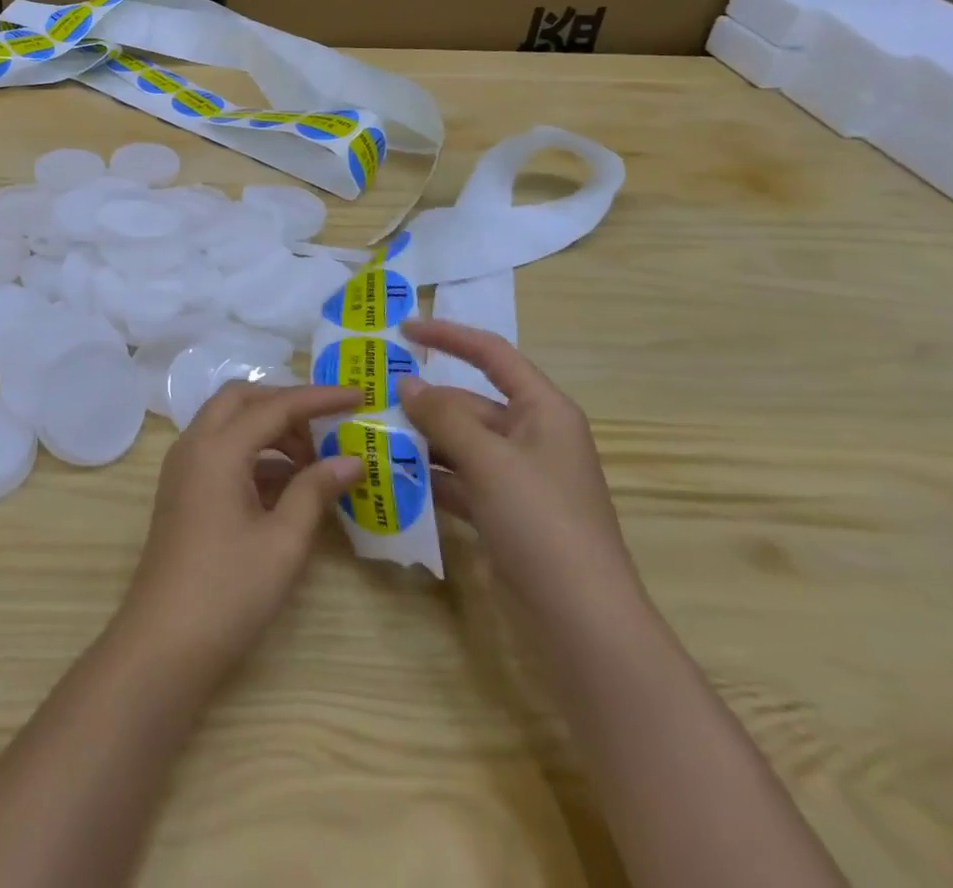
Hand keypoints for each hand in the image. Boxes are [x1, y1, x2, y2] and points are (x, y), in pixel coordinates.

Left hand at [116, 382, 363, 678]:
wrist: (163, 645)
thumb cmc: (228, 592)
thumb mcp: (283, 542)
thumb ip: (315, 490)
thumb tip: (352, 459)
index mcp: (217, 448)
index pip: (275, 405)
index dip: (320, 397)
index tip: (359, 395)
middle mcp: (194, 444)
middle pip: (242, 399)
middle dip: (286, 404)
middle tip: (327, 427)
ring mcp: (183, 467)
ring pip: (229, 423)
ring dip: (269, 429)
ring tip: (314, 461)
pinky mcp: (183, 489)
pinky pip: (220, 450)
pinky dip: (254, 453)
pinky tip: (287, 484)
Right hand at [398, 319, 640, 624]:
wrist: (581, 621)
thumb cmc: (541, 522)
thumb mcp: (488, 460)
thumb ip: (443, 416)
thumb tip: (406, 384)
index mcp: (543, 411)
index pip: (492, 355)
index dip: (449, 337)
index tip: (404, 330)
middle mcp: (533, 437)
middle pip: (470, 404)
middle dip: (425, 402)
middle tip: (371, 398)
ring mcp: (520, 479)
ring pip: (462, 444)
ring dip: (422, 440)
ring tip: (371, 435)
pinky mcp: (506, 514)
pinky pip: (462, 481)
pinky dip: (432, 478)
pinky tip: (394, 478)